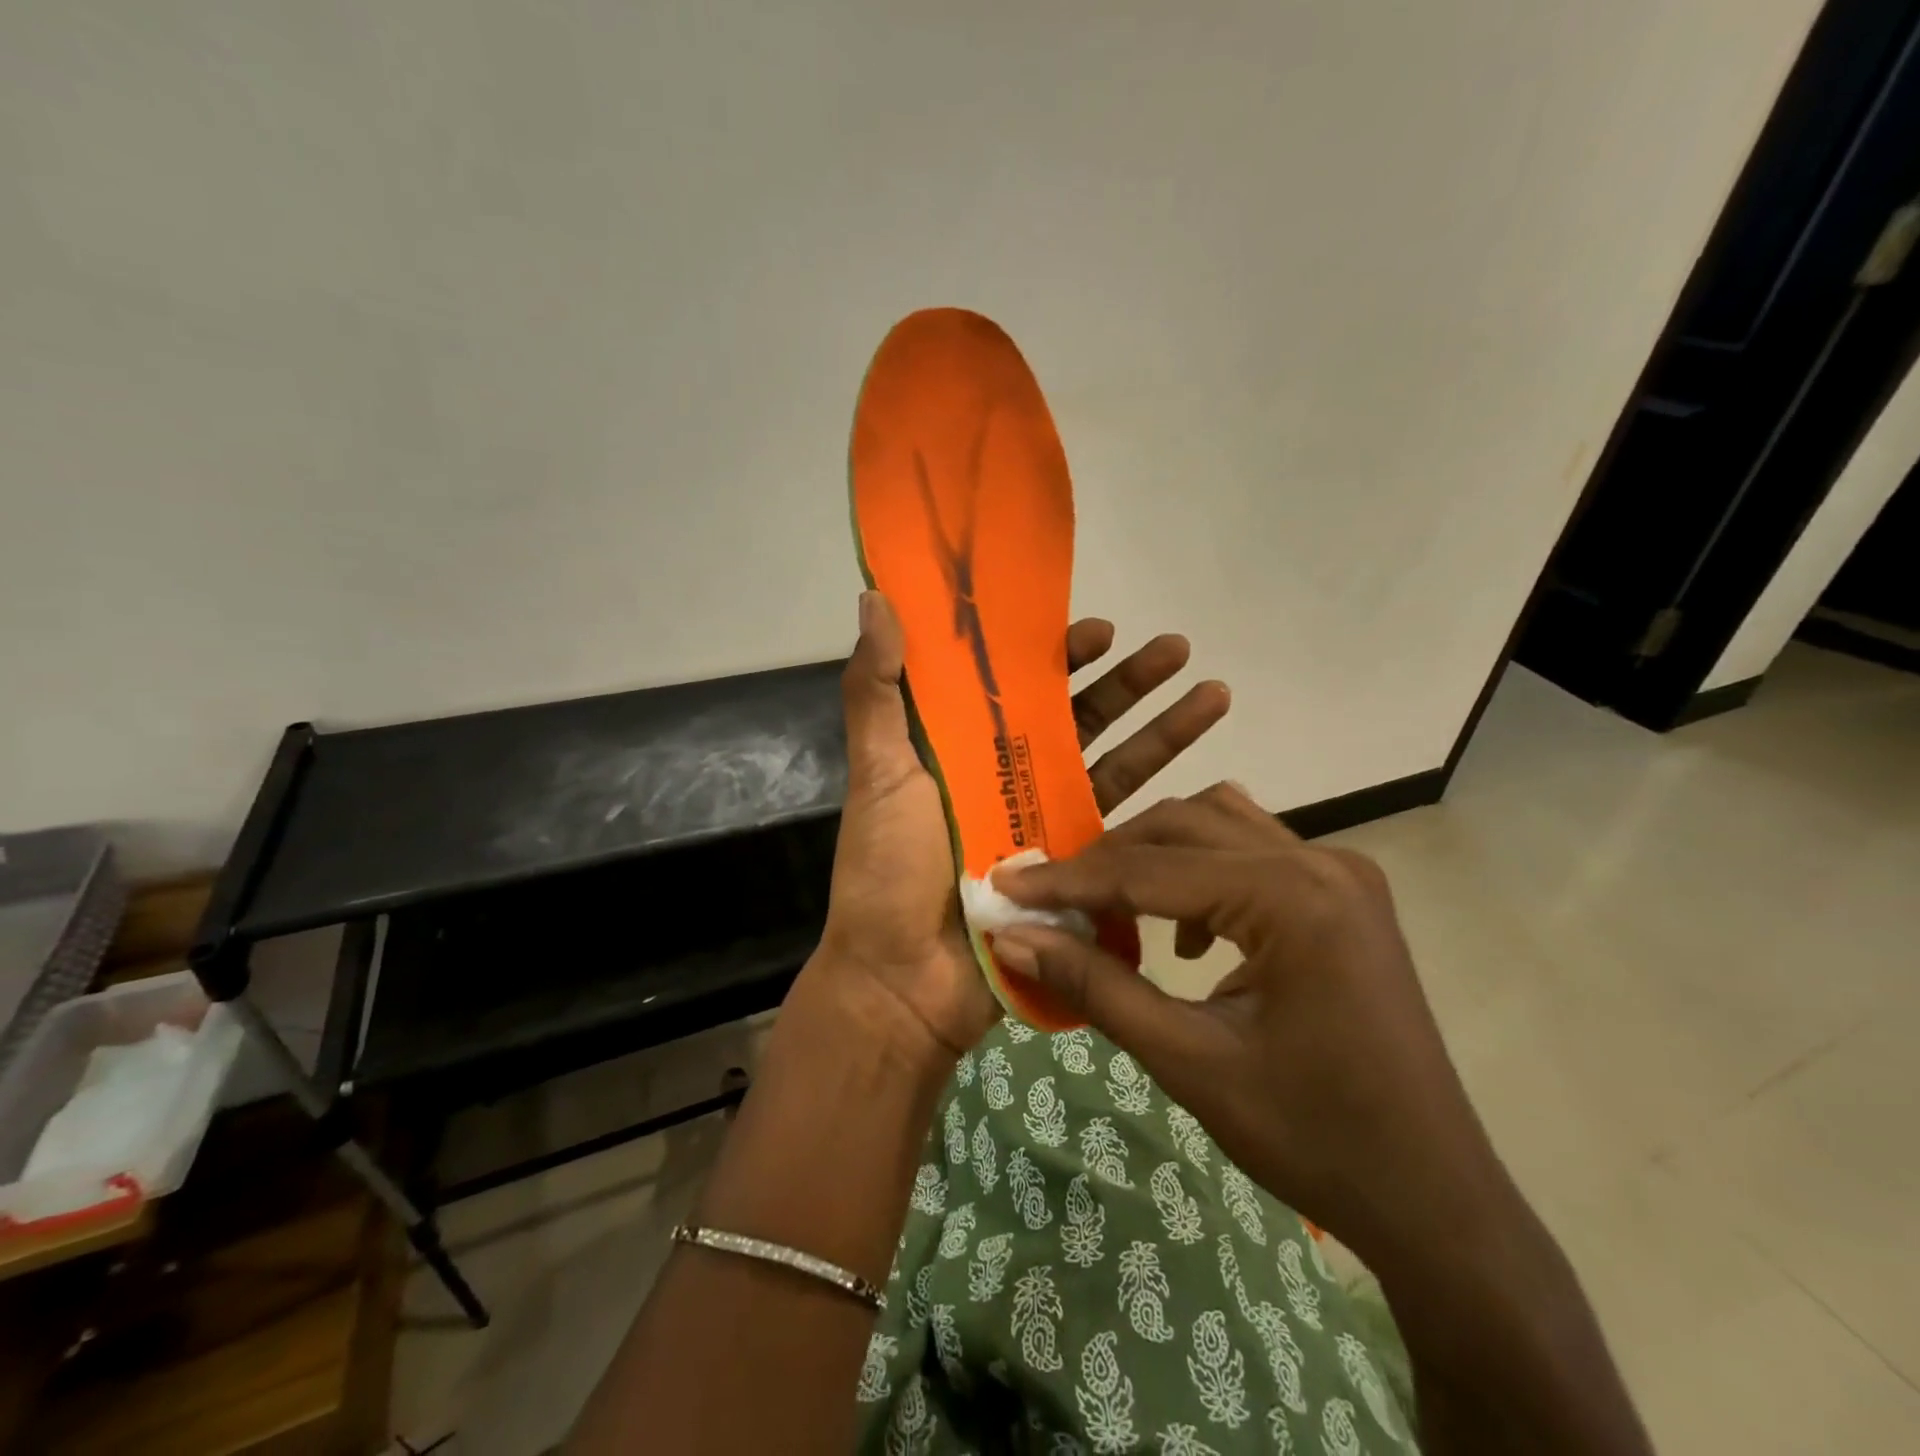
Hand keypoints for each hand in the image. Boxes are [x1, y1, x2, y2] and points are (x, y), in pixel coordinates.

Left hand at [814, 592, 1229, 1060]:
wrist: (906, 982)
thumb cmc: (888, 871)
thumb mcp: (878, 772)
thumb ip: (875, 690)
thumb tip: (876, 598)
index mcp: (962, 747)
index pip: (1017, 685)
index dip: (1056, 655)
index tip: (1098, 630)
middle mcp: (1008, 776)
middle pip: (1077, 717)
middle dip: (1127, 681)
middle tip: (1175, 647)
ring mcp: (1045, 822)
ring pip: (1112, 761)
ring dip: (1161, 725)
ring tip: (1212, 688)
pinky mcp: (1074, 868)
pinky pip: (1123, 822)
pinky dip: (1162, 791)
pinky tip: (1205, 765)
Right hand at [990, 784, 1514, 1266]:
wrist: (1433, 1198)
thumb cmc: (1312, 1138)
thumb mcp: (1188, 1062)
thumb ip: (1096, 988)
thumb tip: (1013, 938)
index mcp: (1292, 898)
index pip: (1150, 870)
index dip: (1068, 879)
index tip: (1003, 881)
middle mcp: (1321, 862)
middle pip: (1184, 825)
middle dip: (1109, 859)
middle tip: (1051, 899)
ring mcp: (1341, 872)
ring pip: (1219, 824)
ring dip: (1155, 855)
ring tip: (1109, 904)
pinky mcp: (1344, 893)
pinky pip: (1253, 850)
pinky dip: (1201, 870)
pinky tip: (1185, 934)